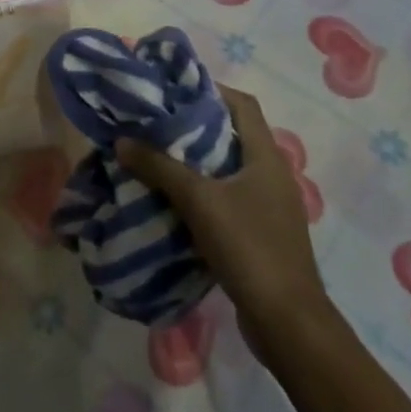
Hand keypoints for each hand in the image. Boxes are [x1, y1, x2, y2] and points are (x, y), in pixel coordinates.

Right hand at [116, 84, 328, 334]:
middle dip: (194, 126)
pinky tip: (172, 200)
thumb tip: (123, 140)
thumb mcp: (199, 201)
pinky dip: (201, 193)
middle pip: (232, 135)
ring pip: (227, 169)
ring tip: (155, 156)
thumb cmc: (249, 247)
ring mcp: (268, 207)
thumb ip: (160, 167)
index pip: (242, 104)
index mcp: (265, 157)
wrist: (287, 322)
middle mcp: (271, 175)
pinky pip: (226, 199)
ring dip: (194, 162)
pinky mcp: (260, 234)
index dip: (210, 89)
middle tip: (154, 122)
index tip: (173, 89)